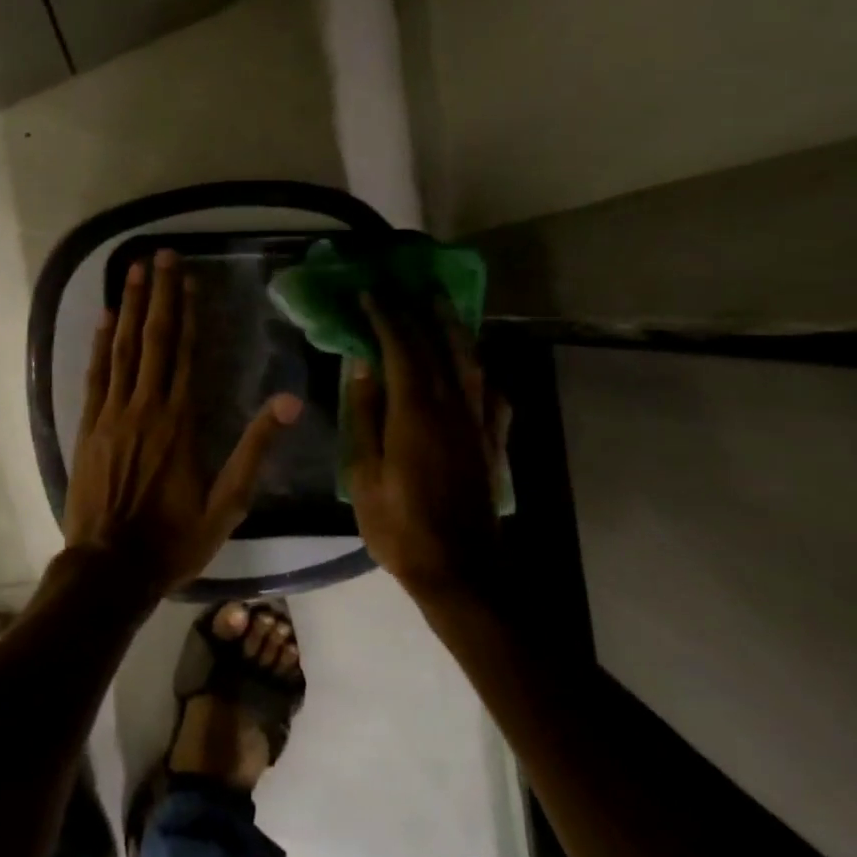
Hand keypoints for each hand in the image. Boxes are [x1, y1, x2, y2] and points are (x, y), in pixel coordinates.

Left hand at [64, 250, 302, 596]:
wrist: (109, 569)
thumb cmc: (173, 539)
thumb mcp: (227, 504)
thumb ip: (256, 450)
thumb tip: (290, 401)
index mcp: (180, 422)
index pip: (185, 353)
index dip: (188, 311)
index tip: (188, 276)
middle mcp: (144, 407)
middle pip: (153, 339)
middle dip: (158, 294)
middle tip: (159, 254)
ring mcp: (111, 414)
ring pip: (121, 349)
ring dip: (128, 307)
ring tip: (132, 270)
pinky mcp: (88, 427)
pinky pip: (95, 375)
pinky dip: (99, 344)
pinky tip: (104, 318)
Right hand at [346, 292, 511, 598]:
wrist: (461, 571)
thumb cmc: (400, 525)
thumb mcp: (365, 473)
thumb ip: (365, 416)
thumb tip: (363, 367)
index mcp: (415, 411)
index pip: (400, 348)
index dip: (385, 317)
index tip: (369, 293)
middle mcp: (452, 407)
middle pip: (437, 346)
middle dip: (418, 312)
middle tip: (404, 286)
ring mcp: (477, 424)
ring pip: (469, 363)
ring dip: (454, 329)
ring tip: (441, 306)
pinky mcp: (492, 443)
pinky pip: (491, 395)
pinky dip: (480, 373)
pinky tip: (475, 369)